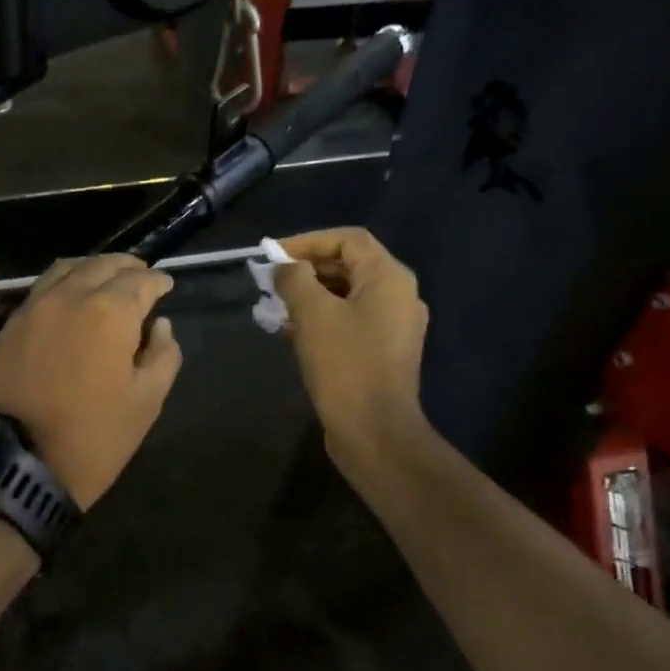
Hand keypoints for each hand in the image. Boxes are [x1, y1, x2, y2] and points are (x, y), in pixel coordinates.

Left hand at [0, 255, 181, 509]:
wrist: (15, 462)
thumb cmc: (92, 436)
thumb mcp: (145, 402)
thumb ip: (163, 356)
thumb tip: (161, 325)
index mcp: (110, 312)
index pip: (141, 281)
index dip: (158, 280)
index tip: (167, 284)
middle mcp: (71, 296)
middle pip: (103, 264)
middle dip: (128, 266)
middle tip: (142, 276)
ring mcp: (35, 306)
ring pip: (68, 268)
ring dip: (93, 267)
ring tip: (107, 279)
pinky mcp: (10, 324)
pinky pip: (42, 287)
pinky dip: (65, 281)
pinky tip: (72, 297)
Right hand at [273, 228, 429, 477]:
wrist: (374, 431)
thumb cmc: (345, 364)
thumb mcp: (312, 314)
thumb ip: (295, 280)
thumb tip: (284, 268)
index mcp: (389, 278)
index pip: (347, 239)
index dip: (308, 241)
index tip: (273, 256)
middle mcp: (398, 296)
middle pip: (348, 265)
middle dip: (306, 270)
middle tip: (270, 281)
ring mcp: (394, 326)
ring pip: (346, 295)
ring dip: (309, 296)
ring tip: (274, 306)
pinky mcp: (383, 352)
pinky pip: (350, 321)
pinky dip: (321, 319)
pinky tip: (290, 332)